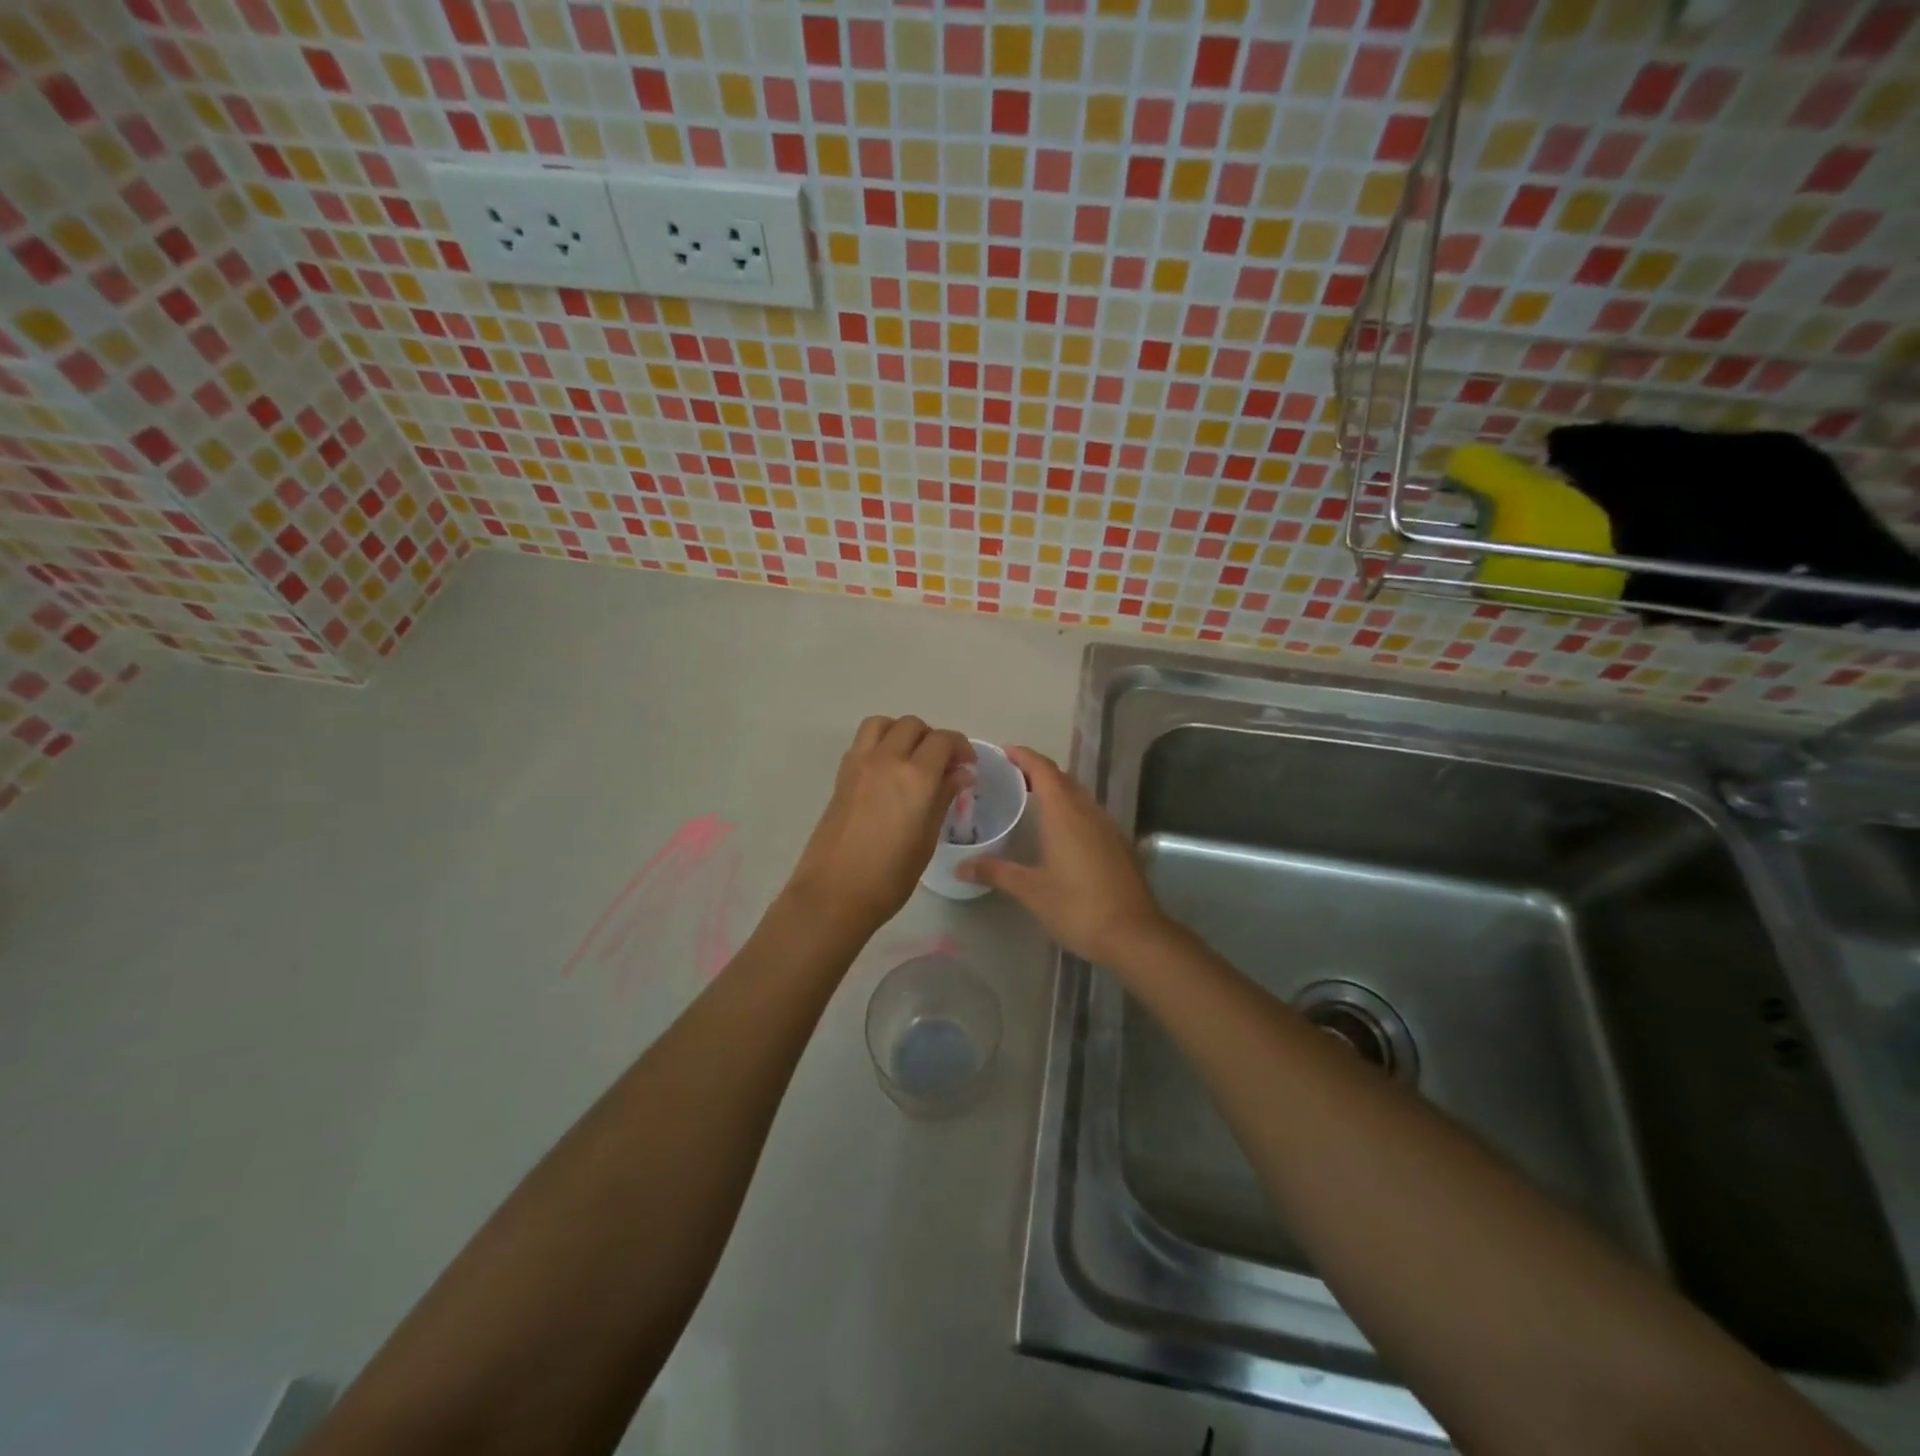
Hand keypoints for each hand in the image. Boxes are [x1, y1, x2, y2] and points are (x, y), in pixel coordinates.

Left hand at [787, 716, 973, 937]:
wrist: (834, 893)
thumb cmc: (890, 876)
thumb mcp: (927, 838)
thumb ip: (944, 797)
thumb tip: (960, 774)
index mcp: (915, 776)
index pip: (943, 740)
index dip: (960, 747)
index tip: (967, 766)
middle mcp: (886, 759)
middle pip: (912, 725)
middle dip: (932, 738)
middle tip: (942, 764)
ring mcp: (859, 764)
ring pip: (883, 723)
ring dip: (901, 732)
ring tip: (911, 758)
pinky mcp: (841, 775)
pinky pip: (863, 742)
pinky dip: (880, 743)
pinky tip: (887, 772)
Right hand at [956, 746, 1170, 964]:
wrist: (1133, 934)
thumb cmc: (1077, 906)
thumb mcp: (1031, 890)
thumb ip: (996, 872)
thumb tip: (961, 867)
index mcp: (1065, 813)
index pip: (1043, 770)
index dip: (1024, 756)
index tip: (1005, 752)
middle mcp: (1088, 811)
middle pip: (1063, 779)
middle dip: (1038, 772)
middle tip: (1012, 777)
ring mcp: (1108, 827)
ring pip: (1079, 796)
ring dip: (1057, 791)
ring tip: (1032, 800)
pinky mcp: (1119, 845)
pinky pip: (1090, 814)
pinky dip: (1072, 810)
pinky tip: (1061, 832)